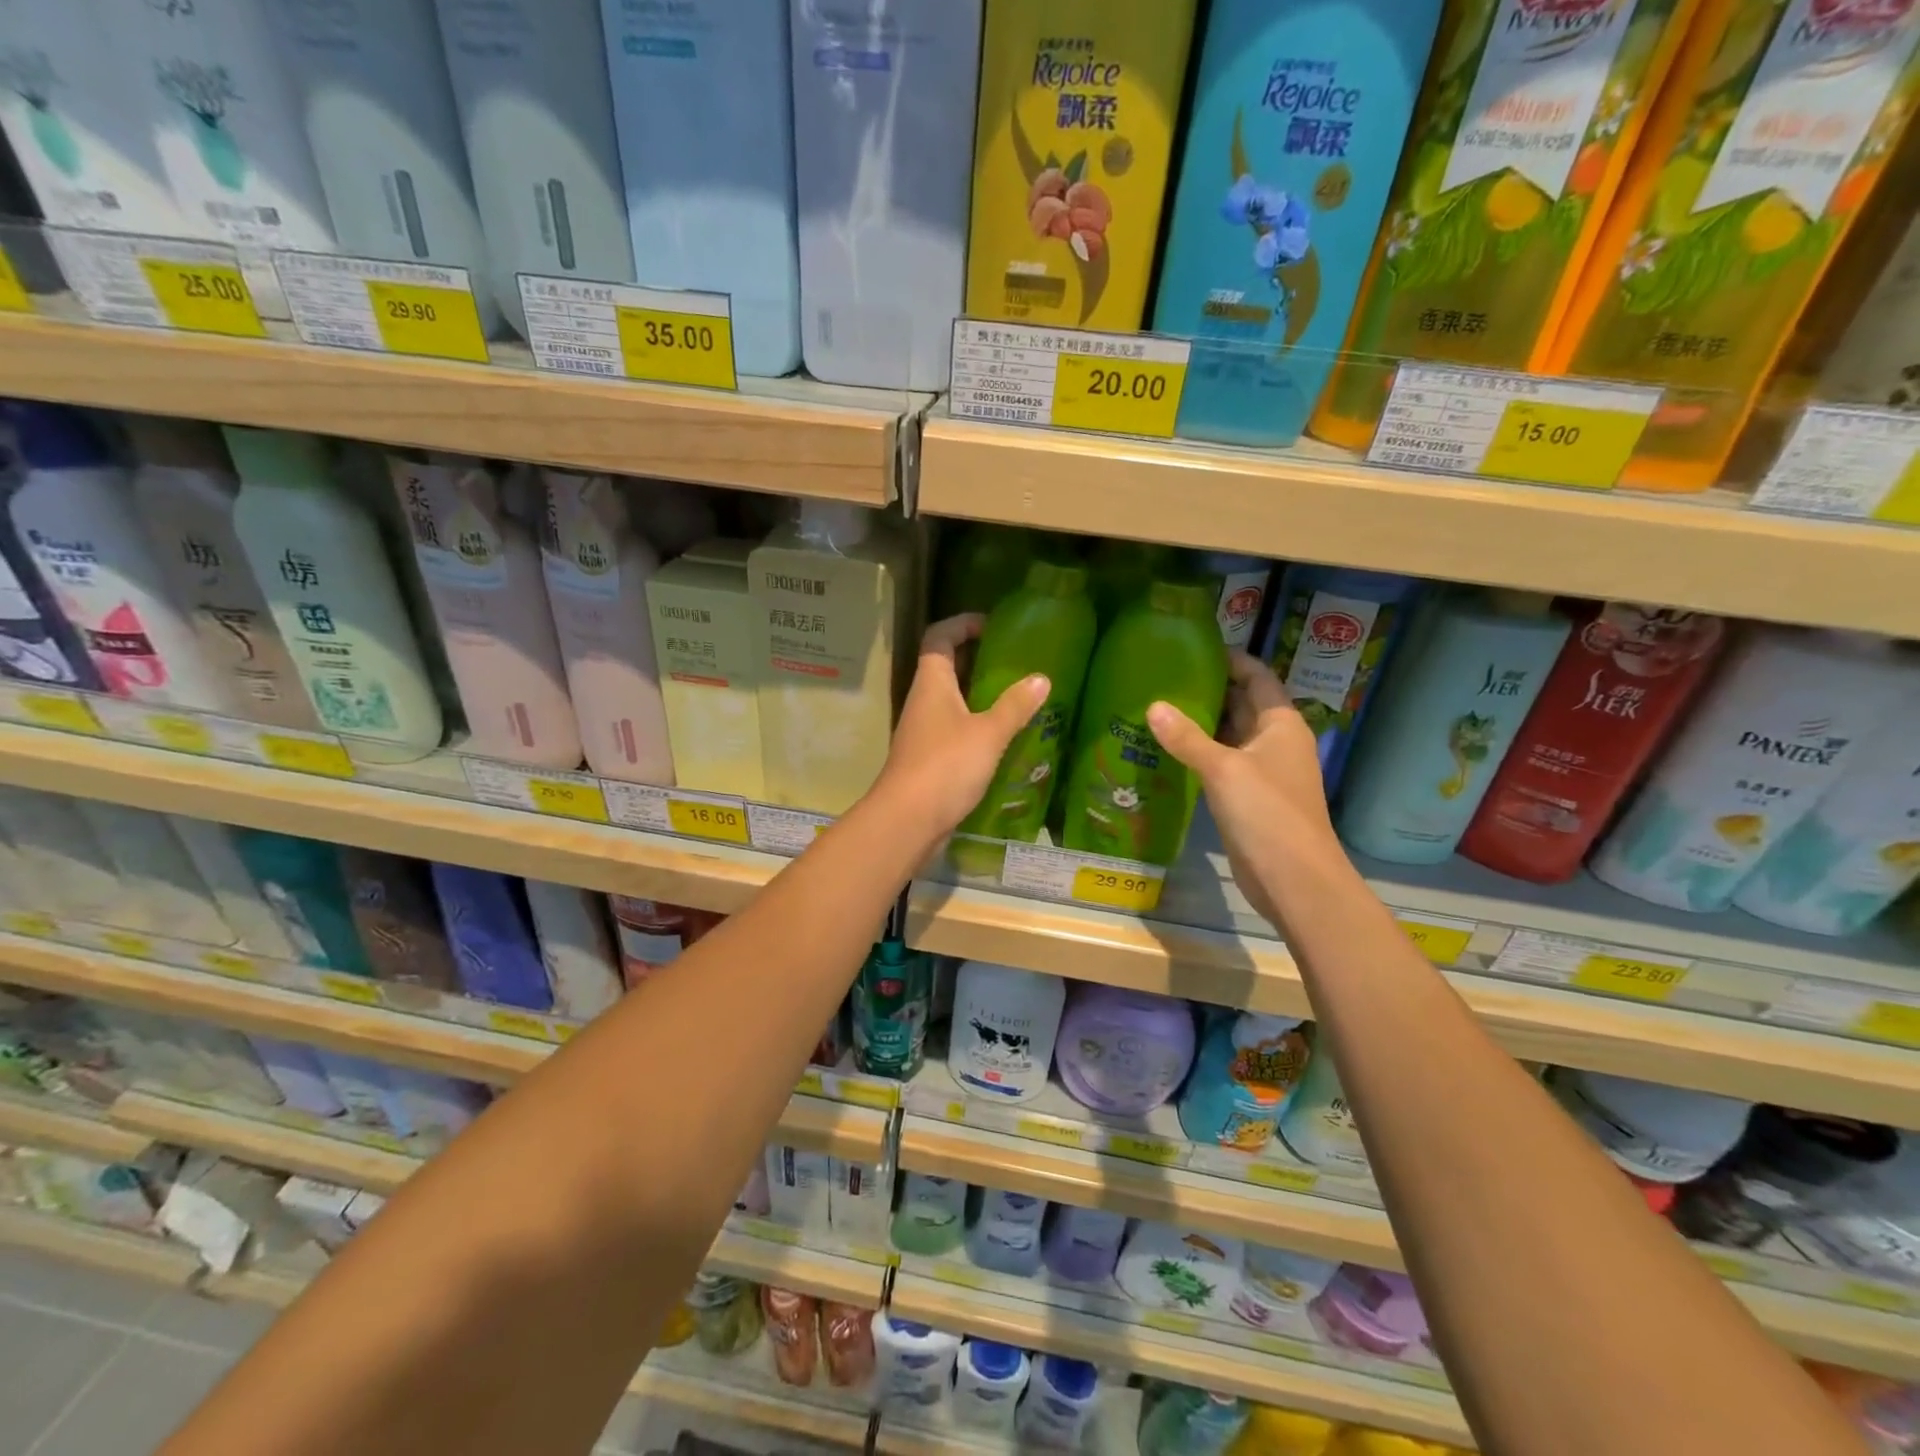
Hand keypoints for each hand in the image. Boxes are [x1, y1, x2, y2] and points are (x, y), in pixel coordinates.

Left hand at [873, 615, 1050, 839]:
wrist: (907, 821)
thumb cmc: (946, 766)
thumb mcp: (988, 733)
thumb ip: (1015, 706)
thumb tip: (1041, 678)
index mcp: (932, 683)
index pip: (939, 637)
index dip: (962, 624)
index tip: (992, 626)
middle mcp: (923, 702)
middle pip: (945, 667)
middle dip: (976, 659)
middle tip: (1013, 661)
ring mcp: (923, 732)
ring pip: (951, 701)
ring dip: (978, 695)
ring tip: (1015, 698)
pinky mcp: (929, 760)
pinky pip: (954, 730)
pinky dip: (976, 726)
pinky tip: (1002, 738)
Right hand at [1146, 652, 1343, 926]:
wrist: (1294, 879)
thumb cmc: (1267, 814)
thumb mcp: (1224, 769)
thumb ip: (1187, 738)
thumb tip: (1153, 706)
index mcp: (1281, 724)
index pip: (1257, 677)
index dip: (1231, 660)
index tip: (1194, 649)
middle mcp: (1275, 742)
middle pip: (1242, 704)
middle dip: (1209, 690)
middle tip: (1164, 678)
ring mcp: (1263, 771)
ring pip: (1230, 736)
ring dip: (1201, 724)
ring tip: (1158, 708)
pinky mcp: (1249, 798)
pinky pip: (1222, 764)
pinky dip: (1200, 754)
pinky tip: (1169, 751)